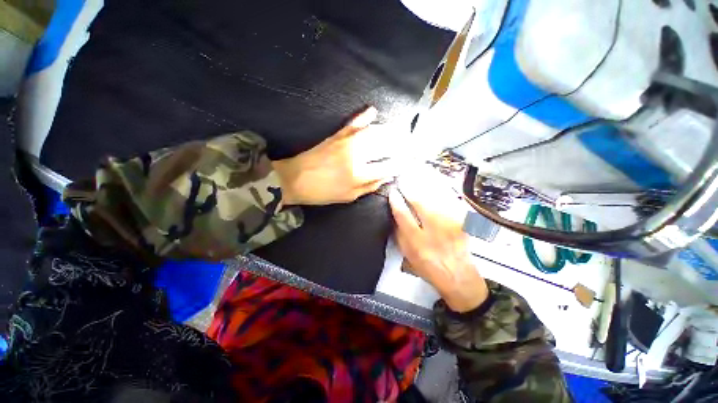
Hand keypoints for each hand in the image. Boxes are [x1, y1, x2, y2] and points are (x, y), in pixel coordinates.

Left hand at [272, 107, 398, 204]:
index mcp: (359, 174)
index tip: (408, 162)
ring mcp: (346, 142)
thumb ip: (370, 186)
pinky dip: (364, 116)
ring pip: (373, 132)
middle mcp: (356, 155)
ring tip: (400, 130)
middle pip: (384, 145)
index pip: (388, 166)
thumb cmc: (323, 192)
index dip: (400, 164)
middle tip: (409, 143)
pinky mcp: (337, 135)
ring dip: (389, 131)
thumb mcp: (348, 196)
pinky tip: (373, 111)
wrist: (295, 179)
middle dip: (400, 144)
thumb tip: (388, 177)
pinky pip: (353, 123)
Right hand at [388, 171, 488, 311]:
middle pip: (420, 202)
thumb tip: (395, 214)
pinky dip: (440, 190)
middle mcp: (434, 231)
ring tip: (416, 177)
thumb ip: (400, 234)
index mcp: (417, 242)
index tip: (393, 192)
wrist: (457, 275)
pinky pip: (450, 200)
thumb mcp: (408, 254)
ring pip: (435, 198)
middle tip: (404, 180)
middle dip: (410, 188)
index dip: (396, 201)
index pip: (402, 215)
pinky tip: (434, 184)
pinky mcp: (462, 222)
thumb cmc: (429, 266)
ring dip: (424, 185)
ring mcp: (451, 225)